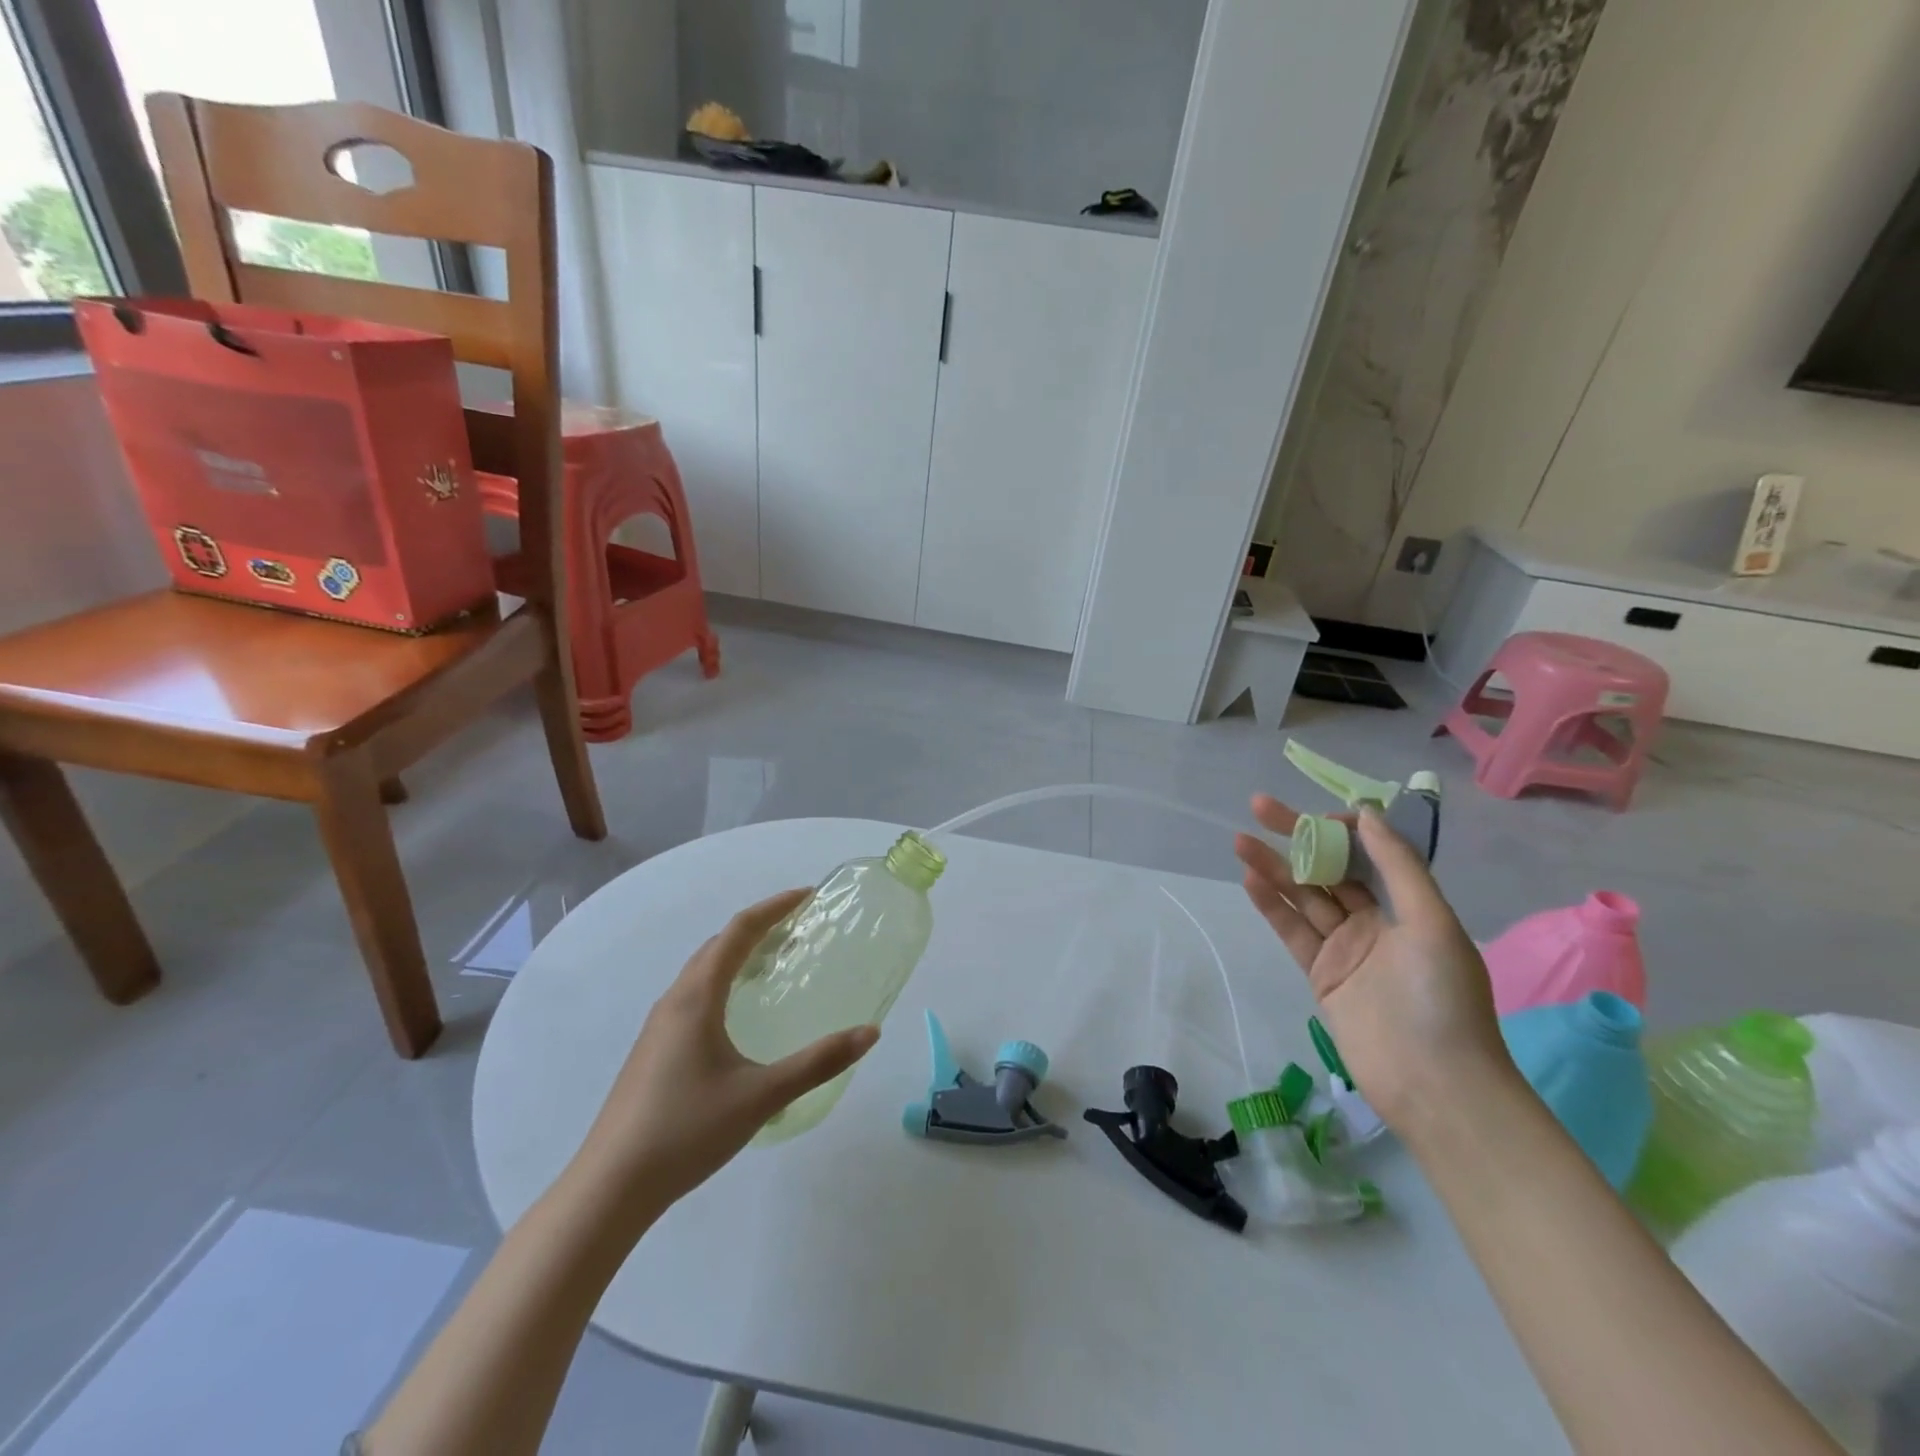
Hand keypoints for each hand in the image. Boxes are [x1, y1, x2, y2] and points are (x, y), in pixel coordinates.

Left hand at [564, 890, 878, 1229]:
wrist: (610, 1187)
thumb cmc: (687, 1130)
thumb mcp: (762, 1095)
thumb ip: (818, 1063)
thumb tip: (869, 1033)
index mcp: (697, 998)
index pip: (738, 932)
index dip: (774, 907)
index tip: (808, 895)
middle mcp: (674, 1001)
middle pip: (718, 945)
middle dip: (759, 928)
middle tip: (800, 929)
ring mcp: (658, 1027)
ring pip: (702, 972)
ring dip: (739, 955)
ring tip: (775, 964)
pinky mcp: (653, 1051)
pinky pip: (694, 995)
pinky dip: (724, 982)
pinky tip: (739, 1015)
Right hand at [1233, 796, 1512, 1130]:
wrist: (1434, 1083)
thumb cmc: (1442, 998)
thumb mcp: (1432, 923)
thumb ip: (1399, 867)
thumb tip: (1366, 815)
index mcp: (1408, 908)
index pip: (1367, 855)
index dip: (1339, 830)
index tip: (1312, 813)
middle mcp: (1375, 922)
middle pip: (1328, 871)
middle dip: (1297, 838)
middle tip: (1259, 807)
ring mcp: (1345, 949)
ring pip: (1303, 897)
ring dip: (1274, 868)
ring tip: (1241, 841)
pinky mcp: (1321, 975)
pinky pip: (1293, 931)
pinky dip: (1272, 906)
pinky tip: (1251, 880)